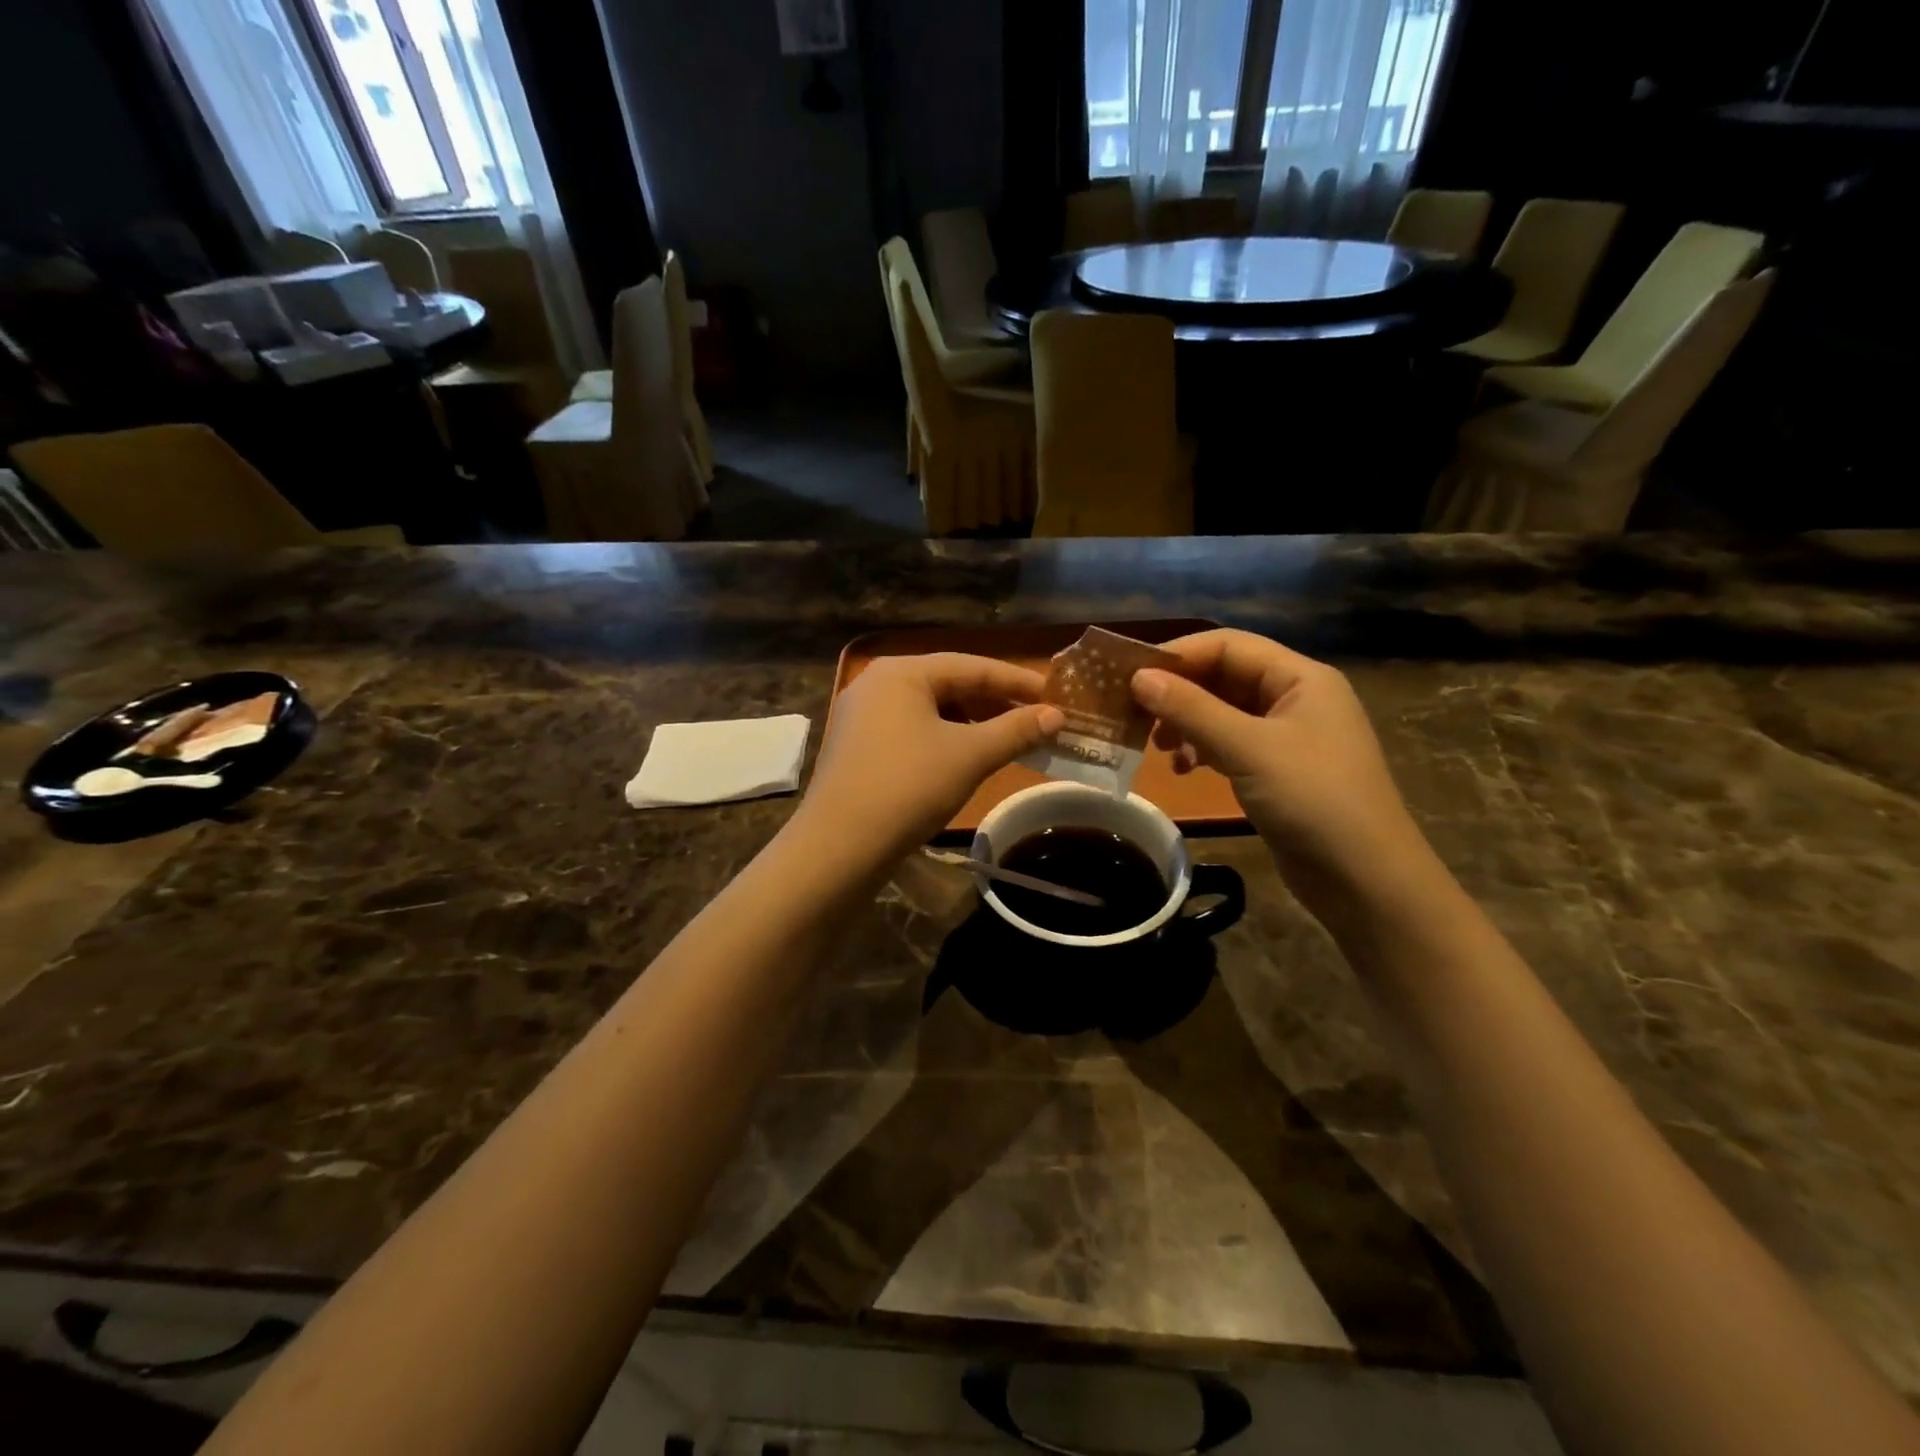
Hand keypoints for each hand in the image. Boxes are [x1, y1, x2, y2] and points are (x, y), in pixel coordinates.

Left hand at [801, 654, 1062, 862]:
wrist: (840, 846)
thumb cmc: (909, 787)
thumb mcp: (970, 756)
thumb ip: (1016, 731)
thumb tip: (1056, 715)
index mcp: (901, 672)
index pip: (972, 666)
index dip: (1017, 681)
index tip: (1055, 695)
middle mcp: (877, 683)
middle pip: (948, 684)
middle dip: (994, 703)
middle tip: (1035, 720)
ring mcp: (862, 715)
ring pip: (930, 709)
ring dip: (971, 722)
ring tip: (1005, 740)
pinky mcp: (857, 746)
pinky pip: (911, 730)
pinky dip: (943, 738)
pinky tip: (964, 758)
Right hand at [1130, 630, 1428, 906]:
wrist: (1364, 879)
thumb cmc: (1312, 799)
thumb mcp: (1248, 748)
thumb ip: (1192, 709)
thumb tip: (1139, 677)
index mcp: (1301, 678)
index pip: (1230, 646)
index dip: (1180, 655)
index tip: (1131, 675)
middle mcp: (1296, 699)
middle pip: (1225, 677)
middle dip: (1180, 693)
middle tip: (1136, 714)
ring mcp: (1288, 737)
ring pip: (1224, 713)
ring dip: (1187, 723)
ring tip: (1157, 746)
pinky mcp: (1278, 771)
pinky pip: (1230, 745)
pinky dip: (1202, 751)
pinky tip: (1183, 769)